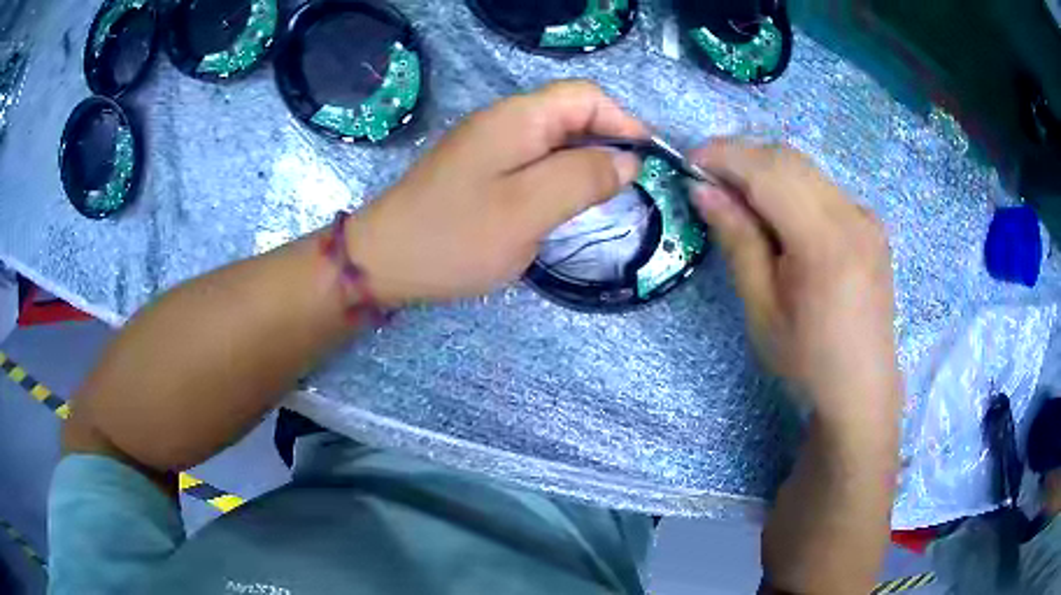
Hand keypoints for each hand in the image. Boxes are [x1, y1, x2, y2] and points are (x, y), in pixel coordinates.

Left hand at [344, 80, 646, 306]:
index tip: (647, 160)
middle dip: (606, 144)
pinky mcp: (480, 168)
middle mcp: (504, 120)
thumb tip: (627, 160)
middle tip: (625, 188)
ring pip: (553, 140)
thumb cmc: (455, 237)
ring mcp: (489, 144)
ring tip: (600, 200)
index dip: (623, 121)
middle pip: (571, 115)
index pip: (587, 96)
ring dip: (583, 163)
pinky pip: (532, 161)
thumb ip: (584, 177)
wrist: (383, 261)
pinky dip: (556, 177)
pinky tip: (560, 206)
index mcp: (519, 117)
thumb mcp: (529, 208)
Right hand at [688, 139, 901, 428]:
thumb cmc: (807, 360)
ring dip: (766, 170)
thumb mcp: (761, 308)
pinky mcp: (871, 223)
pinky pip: (823, 187)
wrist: (862, 388)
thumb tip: (703, 190)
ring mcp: (866, 217)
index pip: (769, 171)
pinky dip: (792, 186)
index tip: (689, 163)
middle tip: (708, 180)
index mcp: (826, 241)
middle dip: (742, 157)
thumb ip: (737, 240)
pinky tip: (779, 215)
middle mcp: (853, 215)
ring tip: (737, 197)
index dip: (725, 156)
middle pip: (788, 158)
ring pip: (806, 168)